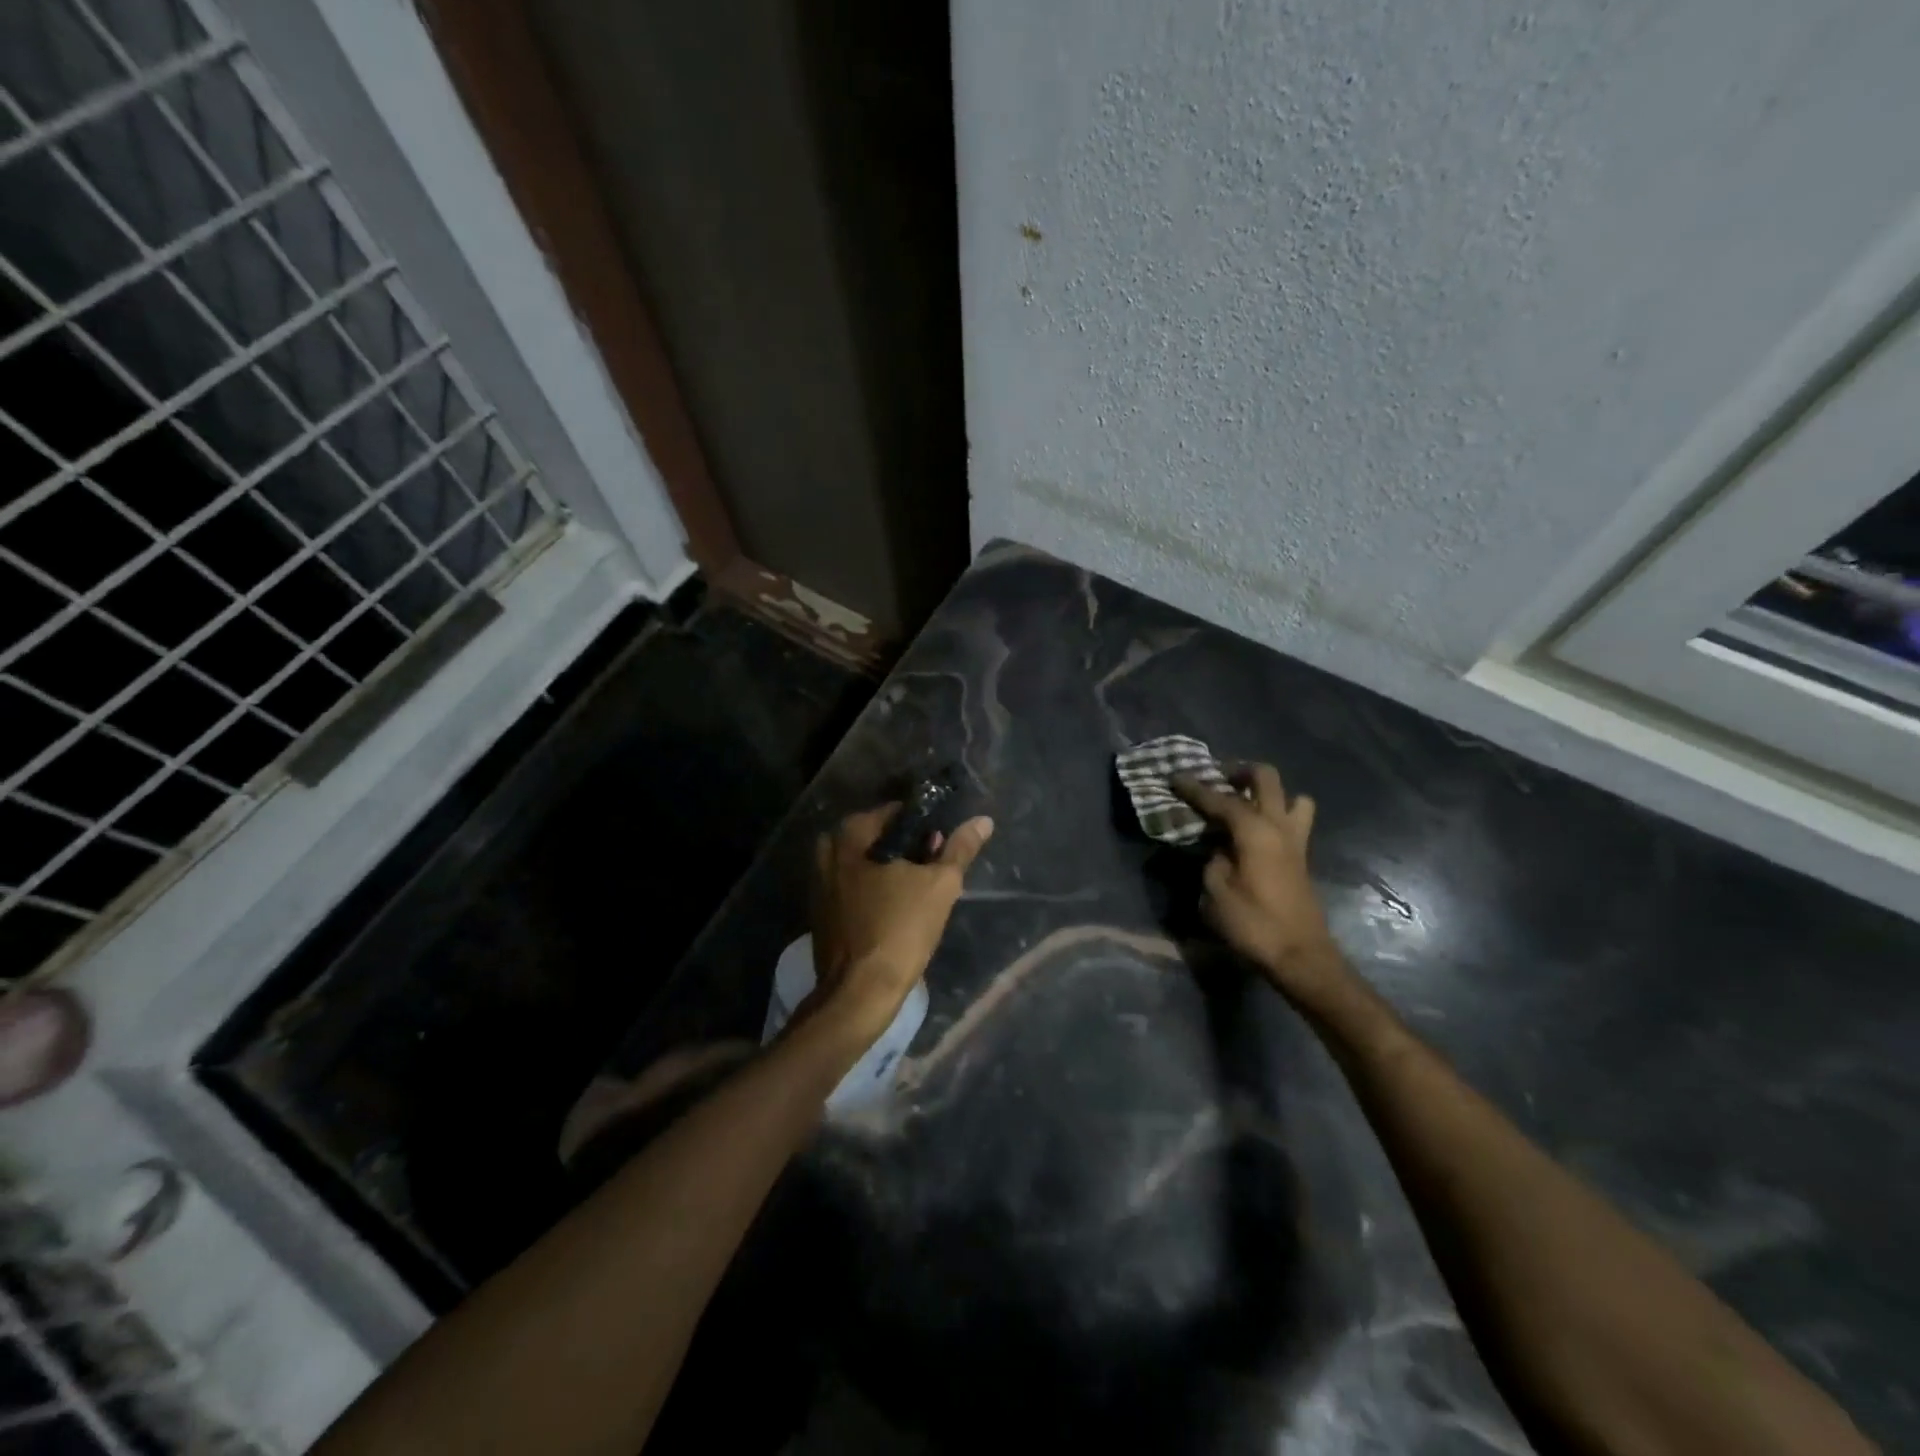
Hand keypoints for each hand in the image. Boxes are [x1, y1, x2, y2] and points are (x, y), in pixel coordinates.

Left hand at [804, 804, 993, 1046]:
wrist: (859, 992)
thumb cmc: (900, 929)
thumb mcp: (940, 885)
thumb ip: (960, 848)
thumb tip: (982, 820)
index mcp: (850, 834)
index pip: (896, 813)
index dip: (926, 826)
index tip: (943, 846)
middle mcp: (827, 851)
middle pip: (879, 838)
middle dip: (908, 850)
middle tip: (933, 871)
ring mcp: (819, 882)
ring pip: (865, 864)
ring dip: (892, 872)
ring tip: (920, 893)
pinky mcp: (821, 911)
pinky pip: (854, 888)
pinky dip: (874, 892)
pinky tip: (897, 911)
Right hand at [1172, 763, 1345, 1004]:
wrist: (1300, 955)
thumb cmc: (1253, 924)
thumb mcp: (1215, 892)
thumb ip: (1212, 859)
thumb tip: (1217, 847)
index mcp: (1254, 830)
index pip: (1219, 799)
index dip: (1194, 787)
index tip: (1175, 776)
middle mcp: (1278, 826)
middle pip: (1265, 778)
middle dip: (1239, 771)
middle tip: (1217, 779)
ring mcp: (1295, 840)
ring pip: (1292, 797)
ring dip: (1268, 793)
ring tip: (1244, 803)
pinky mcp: (1301, 858)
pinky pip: (1293, 820)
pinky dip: (1275, 815)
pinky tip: (1254, 833)